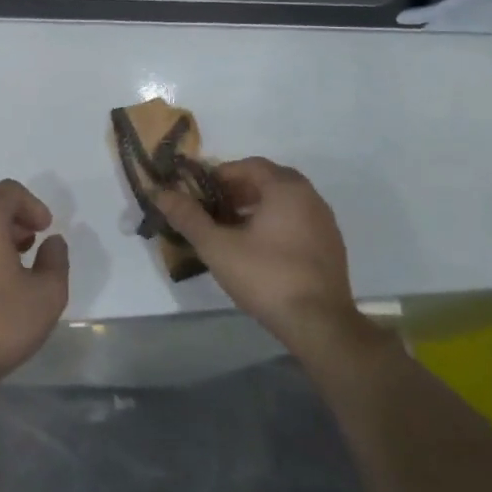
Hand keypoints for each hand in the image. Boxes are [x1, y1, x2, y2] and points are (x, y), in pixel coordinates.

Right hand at [151, 157, 363, 350]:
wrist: (320, 325)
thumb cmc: (266, 276)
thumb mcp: (217, 247)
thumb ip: (188, 217)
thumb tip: (159, 192)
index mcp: (285, 188)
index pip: (249, 165)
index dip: (221, 175)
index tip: (200, 192)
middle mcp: (309, 197)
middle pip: (268, 180)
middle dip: (238, 190)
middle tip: (214, 208)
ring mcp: (324, 222)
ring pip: (284, 202)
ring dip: (257, 207)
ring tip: (232, 229)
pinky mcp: (332, 247)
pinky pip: (298, 221)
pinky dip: (276, 224)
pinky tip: (259, 249)